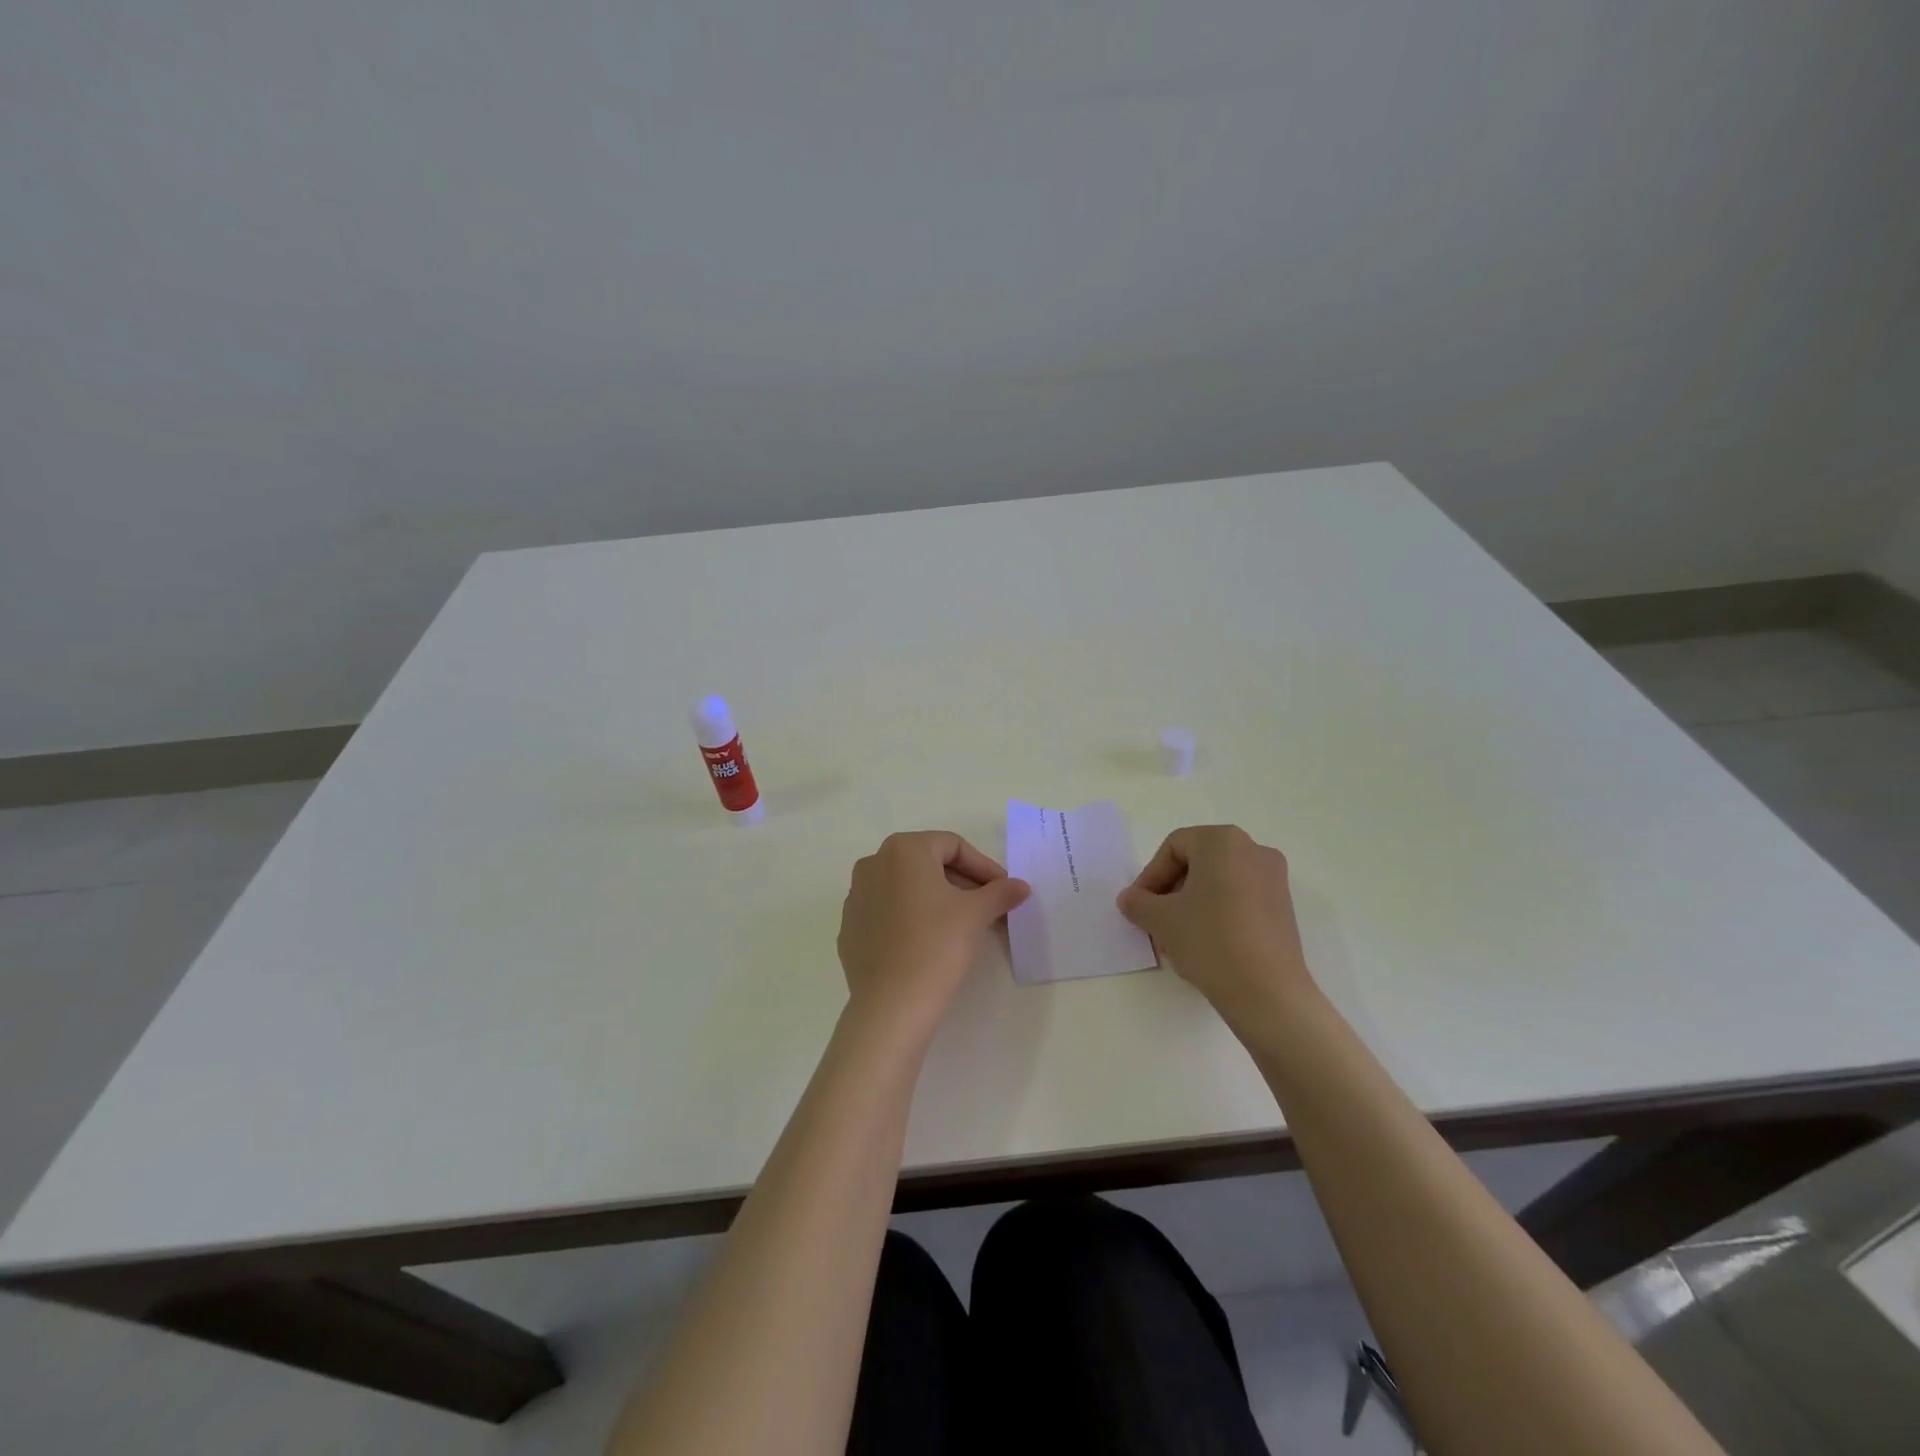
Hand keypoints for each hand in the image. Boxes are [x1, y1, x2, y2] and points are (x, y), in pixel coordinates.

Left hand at [837, 831, 1030, 1040]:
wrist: (892, 1005)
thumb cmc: (937, 945)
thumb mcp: (976, 914)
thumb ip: (1000, 892)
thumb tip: (1020, 886)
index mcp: (903, 850)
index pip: (953, 846)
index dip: (983, 866)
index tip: (1004, 890)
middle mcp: (873, 864)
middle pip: (928, 864)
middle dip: (961, 882)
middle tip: (988, 907)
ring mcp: (856, 897)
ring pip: (906, 888)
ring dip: (936, 899)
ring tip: (961, 925)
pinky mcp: (850, 928)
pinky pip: (887, 913)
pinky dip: (910, 919)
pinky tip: (928, 943)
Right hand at [1117, 825, 1316, 1032]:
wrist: (1267, 993)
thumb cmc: (1209, 940)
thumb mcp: (1160, 919)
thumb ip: (1138, 902)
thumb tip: (1130, 899)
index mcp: (1223, 841)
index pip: (1173, 847)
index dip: (1150, 876)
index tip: (1139, 906)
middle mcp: (1253, 850)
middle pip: (1197, 863)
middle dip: (1170, 891)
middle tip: (1154, 921)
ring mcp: (1273, 879)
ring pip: (1218, 883)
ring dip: (1191, 905)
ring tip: (1176, 938)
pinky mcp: (1284, 908)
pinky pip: (1240, 899)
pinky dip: (1217, 913)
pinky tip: (1205, 945)